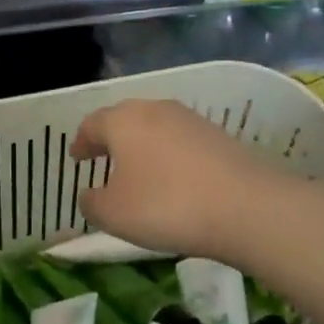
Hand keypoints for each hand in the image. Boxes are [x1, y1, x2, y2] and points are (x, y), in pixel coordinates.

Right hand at [71, 99, 286, 261]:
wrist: (246, 207)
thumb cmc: (166, 205)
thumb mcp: (114, 214)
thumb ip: (91, 203)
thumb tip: (88, 194)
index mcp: (122, 121)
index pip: (92, 124)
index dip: (81, 142)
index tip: (76, 157)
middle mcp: (154, 110)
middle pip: (124, 119)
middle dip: (111, 138)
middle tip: (102, 158)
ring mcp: (190, 119)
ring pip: (154, 127)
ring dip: (142, 146)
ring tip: (138, 171)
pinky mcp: (218, 135)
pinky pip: (181, 141)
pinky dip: (169, 155)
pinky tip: (173, 178)